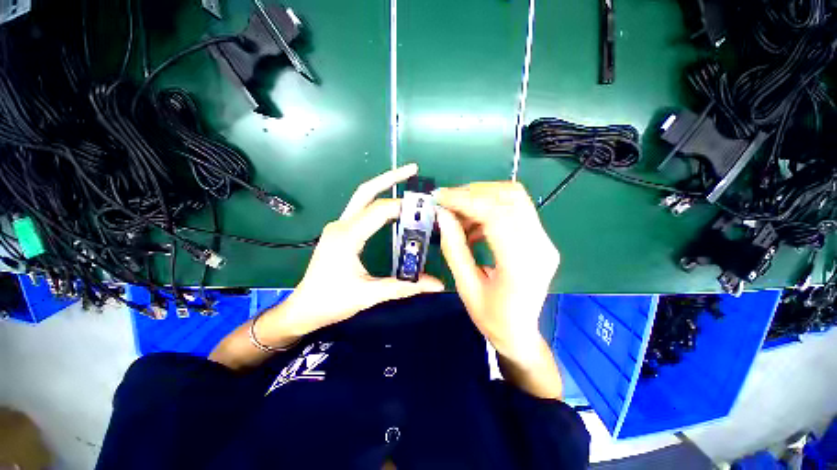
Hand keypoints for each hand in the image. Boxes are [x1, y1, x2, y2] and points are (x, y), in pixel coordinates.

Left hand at [261, 164, 444, 341]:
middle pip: (366, 191)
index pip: (379, 211)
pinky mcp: (340, 231)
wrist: (304, 309)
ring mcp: (338, 226)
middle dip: (390, 177)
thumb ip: (405, 286)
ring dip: (383, 187)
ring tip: (407, 182)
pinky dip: (378, 203)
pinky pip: (361, 210)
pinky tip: (393, 208)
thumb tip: (437, 284)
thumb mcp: (370, 295)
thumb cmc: (332, 302)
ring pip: (362, 197)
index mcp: (346, 237)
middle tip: (413, 169)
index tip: (425, 208)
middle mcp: (341, 225)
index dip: (403, 206)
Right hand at [435, 182, 559, 363]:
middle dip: (473, 192)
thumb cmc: (491, 317)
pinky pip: (515, 209)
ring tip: (459, 214)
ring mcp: (544, 240)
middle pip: (510, 197)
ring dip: (482, 197)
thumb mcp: (465, 286)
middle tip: (448, 201)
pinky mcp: (541, 238)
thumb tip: (442, 215)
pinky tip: (474, 225)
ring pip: (514, 197)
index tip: (440, 197)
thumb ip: (454, 248)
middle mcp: (540, 246)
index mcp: (520, 265)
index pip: (496, 215)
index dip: (465, 200)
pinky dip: (490, 208)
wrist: (520, 332)